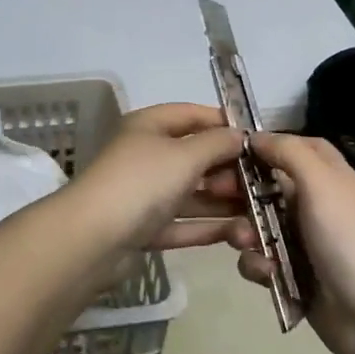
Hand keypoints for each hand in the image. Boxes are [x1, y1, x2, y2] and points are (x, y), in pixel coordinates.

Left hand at [68, 104, 249, 255]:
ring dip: (222, 203)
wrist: (92, 239)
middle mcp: (145, 156)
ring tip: (259, 214)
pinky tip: (238, 234)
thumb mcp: (185, 155)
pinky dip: (207, 227)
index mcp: (148, 127)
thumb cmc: (142, 182)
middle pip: (194, 157)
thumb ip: (217, 143)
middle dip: (228, 169)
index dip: (223, 123)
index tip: (257, 138)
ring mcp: (143, 194)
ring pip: (190, 193)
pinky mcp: (143, 228)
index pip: (191, 115)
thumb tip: (240, 136)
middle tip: (262, 184)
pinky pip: (182, 223)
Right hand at [228, 132, 354, 353]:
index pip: (293, 147)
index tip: (228, 149)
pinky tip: (266, 273)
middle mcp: (315, 204)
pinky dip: (257, 265)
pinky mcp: (293, 275)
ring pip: (257, 224)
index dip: (264, 145)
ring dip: (243, 230)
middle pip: (267, 185)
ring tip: (245, 240)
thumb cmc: (350, 240)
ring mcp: (304, 242)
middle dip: (239, 190)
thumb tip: (256, 136)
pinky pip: (260, 260)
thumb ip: (288, 152)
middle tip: (213, 193)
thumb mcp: (322, 183)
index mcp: (329, 177)